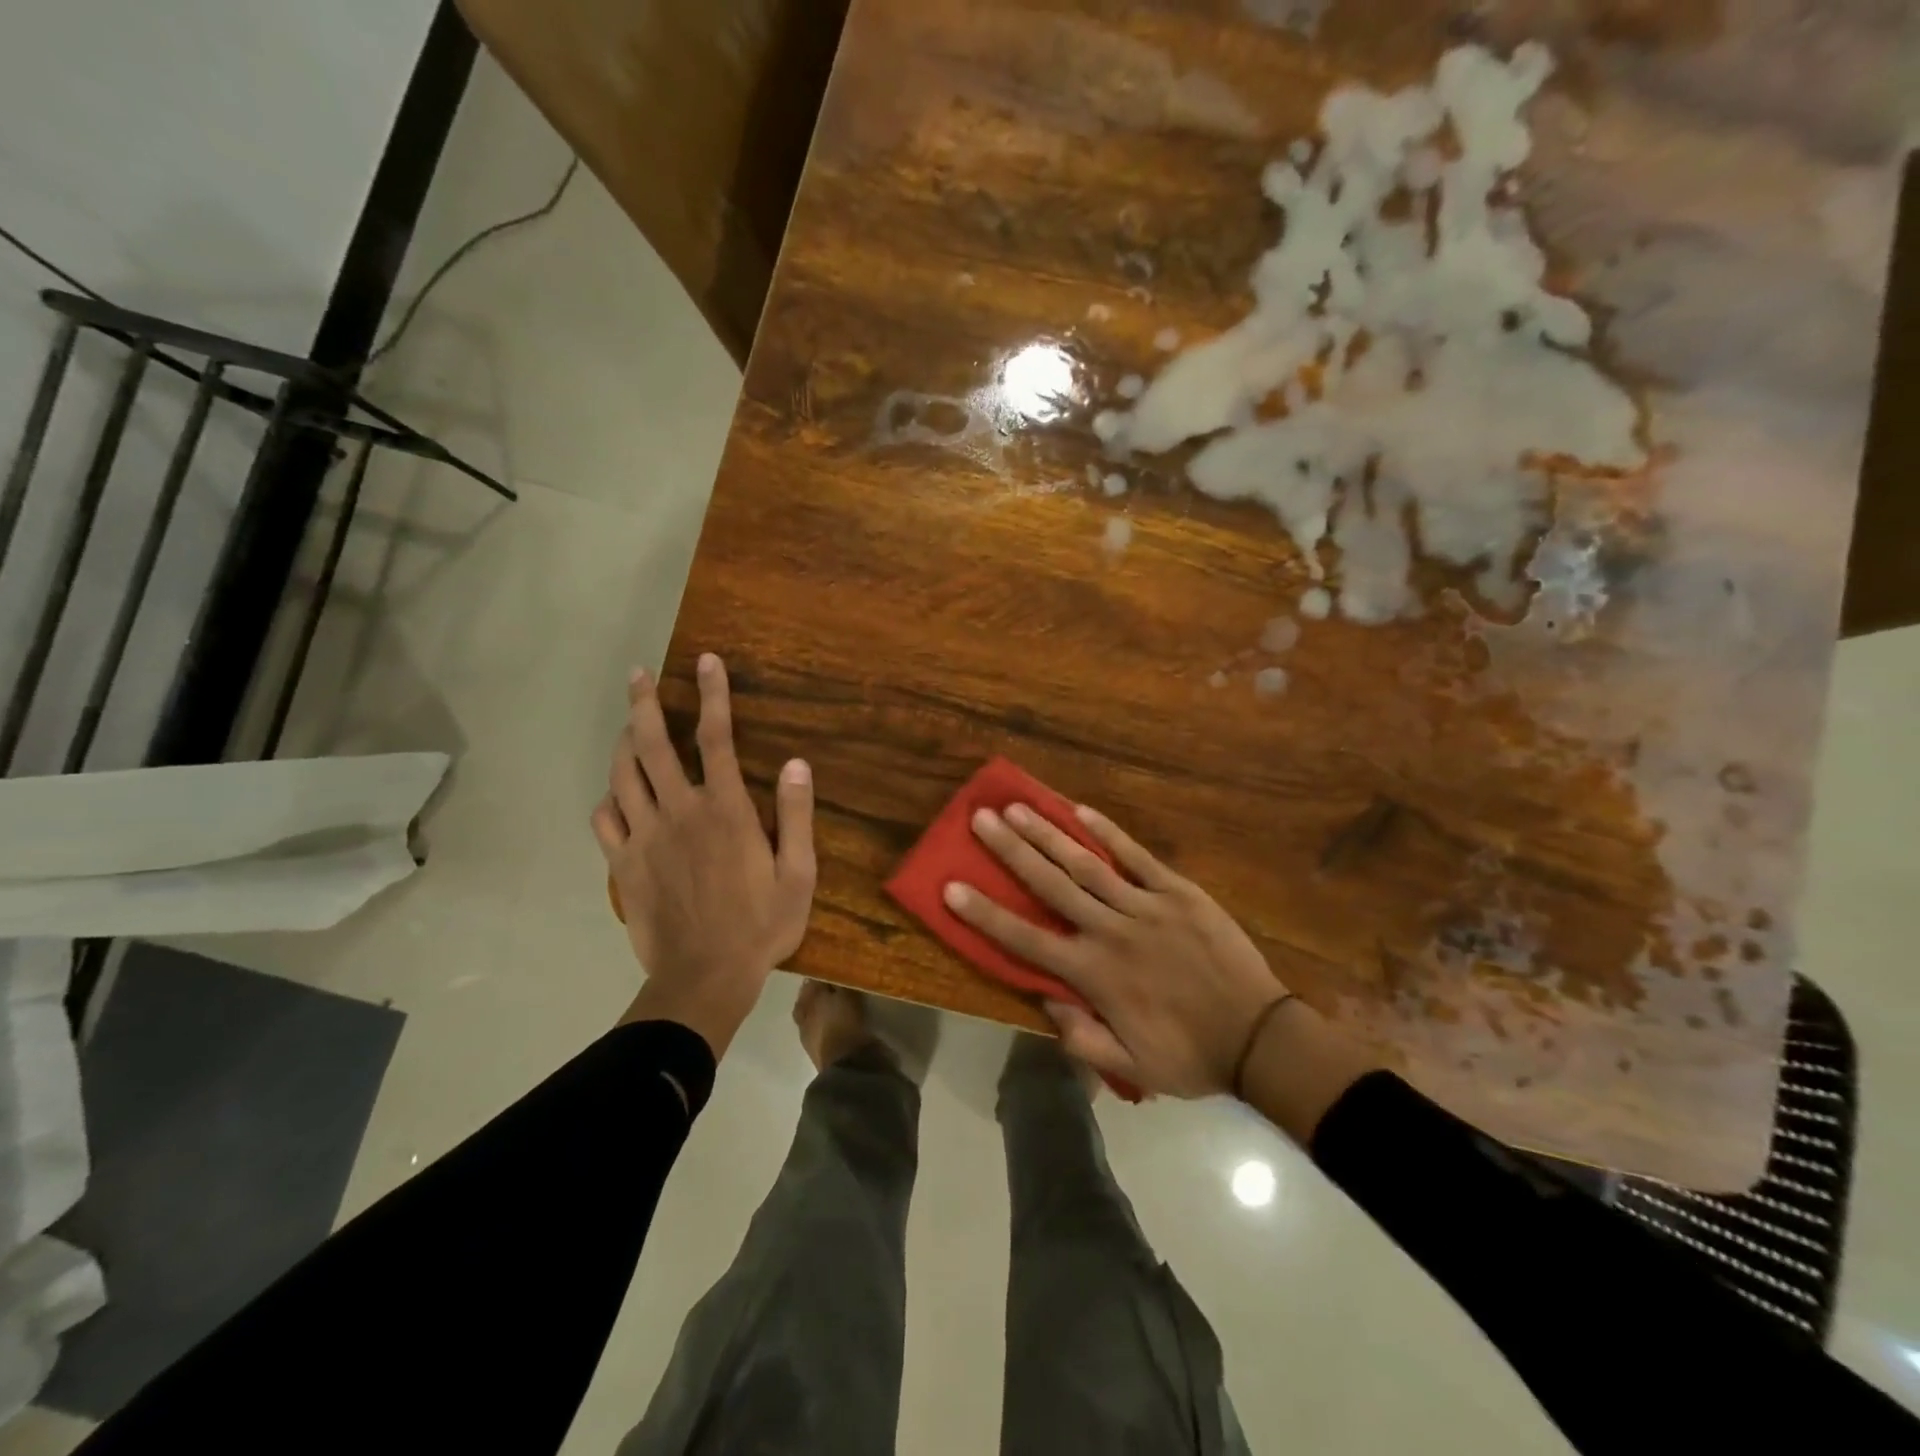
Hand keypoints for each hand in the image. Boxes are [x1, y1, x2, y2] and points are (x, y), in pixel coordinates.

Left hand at [591, 653, 815, 1056]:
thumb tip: (795, 762)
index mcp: (725, 810)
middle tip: (638, 675)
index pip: (717, 738)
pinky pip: (604, 820)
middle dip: (645, 704)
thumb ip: (796, 814)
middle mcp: (679, 812)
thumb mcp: (799, 872)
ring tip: (628, 724)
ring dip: (624, 742)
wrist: (705, 978)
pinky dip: (607, 799)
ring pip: (622, 775)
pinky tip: (614, 794)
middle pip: (653, 745)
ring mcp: (644, 838)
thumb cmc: (761, 925)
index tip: (707, 661)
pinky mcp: (623, 866)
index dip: (714, 695)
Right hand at [942, 803, 1285, 1097]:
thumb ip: (1081, 1037)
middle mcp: (1111, 932)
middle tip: (981, 820)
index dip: (985, 913)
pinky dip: (1109, 832)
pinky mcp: (1178, 891)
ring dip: (1049, 835)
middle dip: (1012, 851)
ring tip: (1018, 807)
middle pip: (1051, 886)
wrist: (1261, 1039)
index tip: (951, 886)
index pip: (1026, 940)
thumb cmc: (1190, 1055)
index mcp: (1095, 975)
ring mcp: (1146, 906)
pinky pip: (1137, 856)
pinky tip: (1082, 810)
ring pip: (1087, 864)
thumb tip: (1043, 998)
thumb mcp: (1130, 1066)